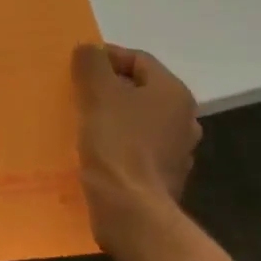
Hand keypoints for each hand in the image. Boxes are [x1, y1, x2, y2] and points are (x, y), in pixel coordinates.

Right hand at [74, 44, 202, 242]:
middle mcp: (184, 119)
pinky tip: (93, 149)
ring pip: (137, 120)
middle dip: (107, 87)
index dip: (105, 57)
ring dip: (111, 116)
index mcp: (173, 93)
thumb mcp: (98, 91)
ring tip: (81, 119)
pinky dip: (116, 142)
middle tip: (77, 91)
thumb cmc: (117, 142)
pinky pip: (135, 148)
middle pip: (138, 89)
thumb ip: (92, 62)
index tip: (77, 67)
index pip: (138, 59)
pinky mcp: (162, 177)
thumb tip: (89, 50)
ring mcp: (176, 152)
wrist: (131, 210)